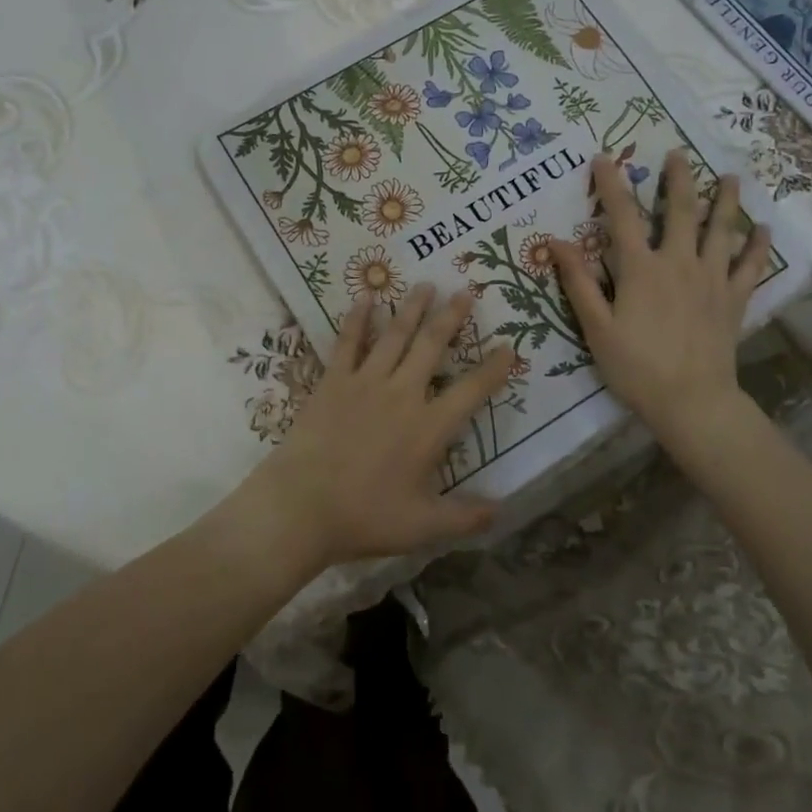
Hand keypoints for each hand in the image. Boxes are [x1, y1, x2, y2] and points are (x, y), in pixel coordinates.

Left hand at [238, 285, 514, 572]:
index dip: (494, 369)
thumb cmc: (365, 516)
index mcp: (429, 428)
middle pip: (432, 347)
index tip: (509, 347)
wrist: (302, 505)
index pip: (472, 391)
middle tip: (465, 292)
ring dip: (413, 308)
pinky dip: (357, 318)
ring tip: (426, 284)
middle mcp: (402, 394)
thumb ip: (466, 517)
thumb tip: (503, 510)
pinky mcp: (334, 380)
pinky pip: (348, 341)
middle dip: (451, 318)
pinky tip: (365, 296)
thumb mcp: (423, 527)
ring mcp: (366, 382)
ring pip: (395, 335)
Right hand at [550, 150, 772, 445]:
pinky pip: (751, 265)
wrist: (691, 401)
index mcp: (641, 269)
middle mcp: (679, 263)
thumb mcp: (596, 327)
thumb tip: (555, 242)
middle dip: (678, 179)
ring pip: (722, 229)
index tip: (604, 158)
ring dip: (726, 200)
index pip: (622, 216)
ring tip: (731, 176)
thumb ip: (578, 282)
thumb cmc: (636, 366)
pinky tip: (762, 229)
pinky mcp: (735, 299)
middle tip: (678, 154)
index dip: (611, 184)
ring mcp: (712, 279)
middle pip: (681, 211)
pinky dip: (758, 245)